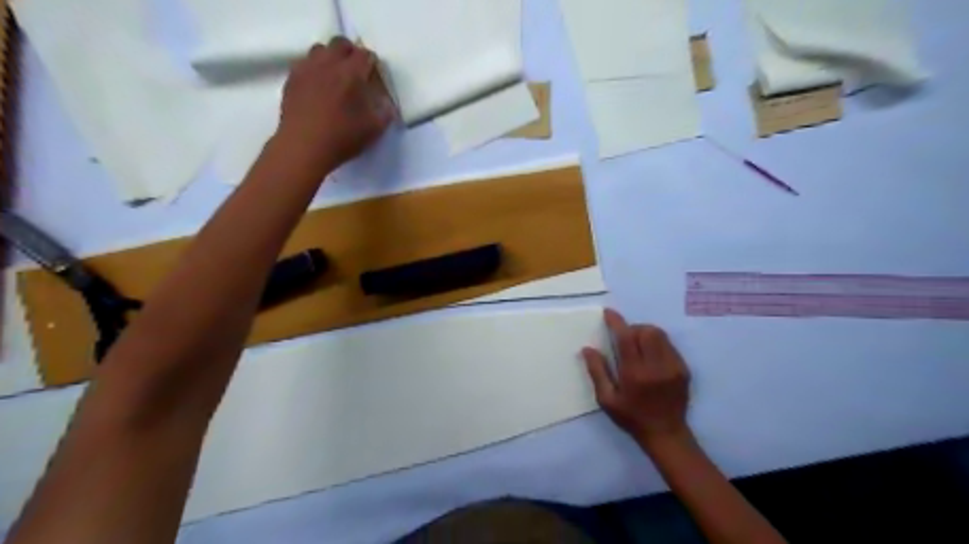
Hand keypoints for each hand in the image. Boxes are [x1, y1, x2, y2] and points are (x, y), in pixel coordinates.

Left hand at [277, 36, 393, 174]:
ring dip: (330, 58)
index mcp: (351, 74)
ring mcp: (307, 69)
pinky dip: (314, 69)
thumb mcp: (373, 130)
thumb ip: (384, 113)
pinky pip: (304, 63)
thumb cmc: (342, 138)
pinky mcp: (292, 79)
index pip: (365, 55)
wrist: (304, 147)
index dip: (371, 63)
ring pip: (320, 49)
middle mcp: (328, 64)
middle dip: (350, 53)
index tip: (374, 76)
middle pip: (340, 43)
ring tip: (334, 76)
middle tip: (355, 71)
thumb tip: (387, 103)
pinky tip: (317, 87)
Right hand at [583, 309, 687, 448]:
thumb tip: (588, 349)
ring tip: (638, 347)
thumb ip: (597, 371)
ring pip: (660, 335)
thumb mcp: (607, 399)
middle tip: (625, 340)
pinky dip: (657, 344)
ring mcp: (673, 367)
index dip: (616, 322)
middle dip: (633, 329)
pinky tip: (651, 358)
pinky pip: (669, 345)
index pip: (626, 338)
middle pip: (647, 331)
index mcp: (635, 373)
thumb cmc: (631, 417)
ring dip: (646, 334)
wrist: (666, 434)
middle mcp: (656, 366)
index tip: (608, 313)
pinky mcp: (683, 369)